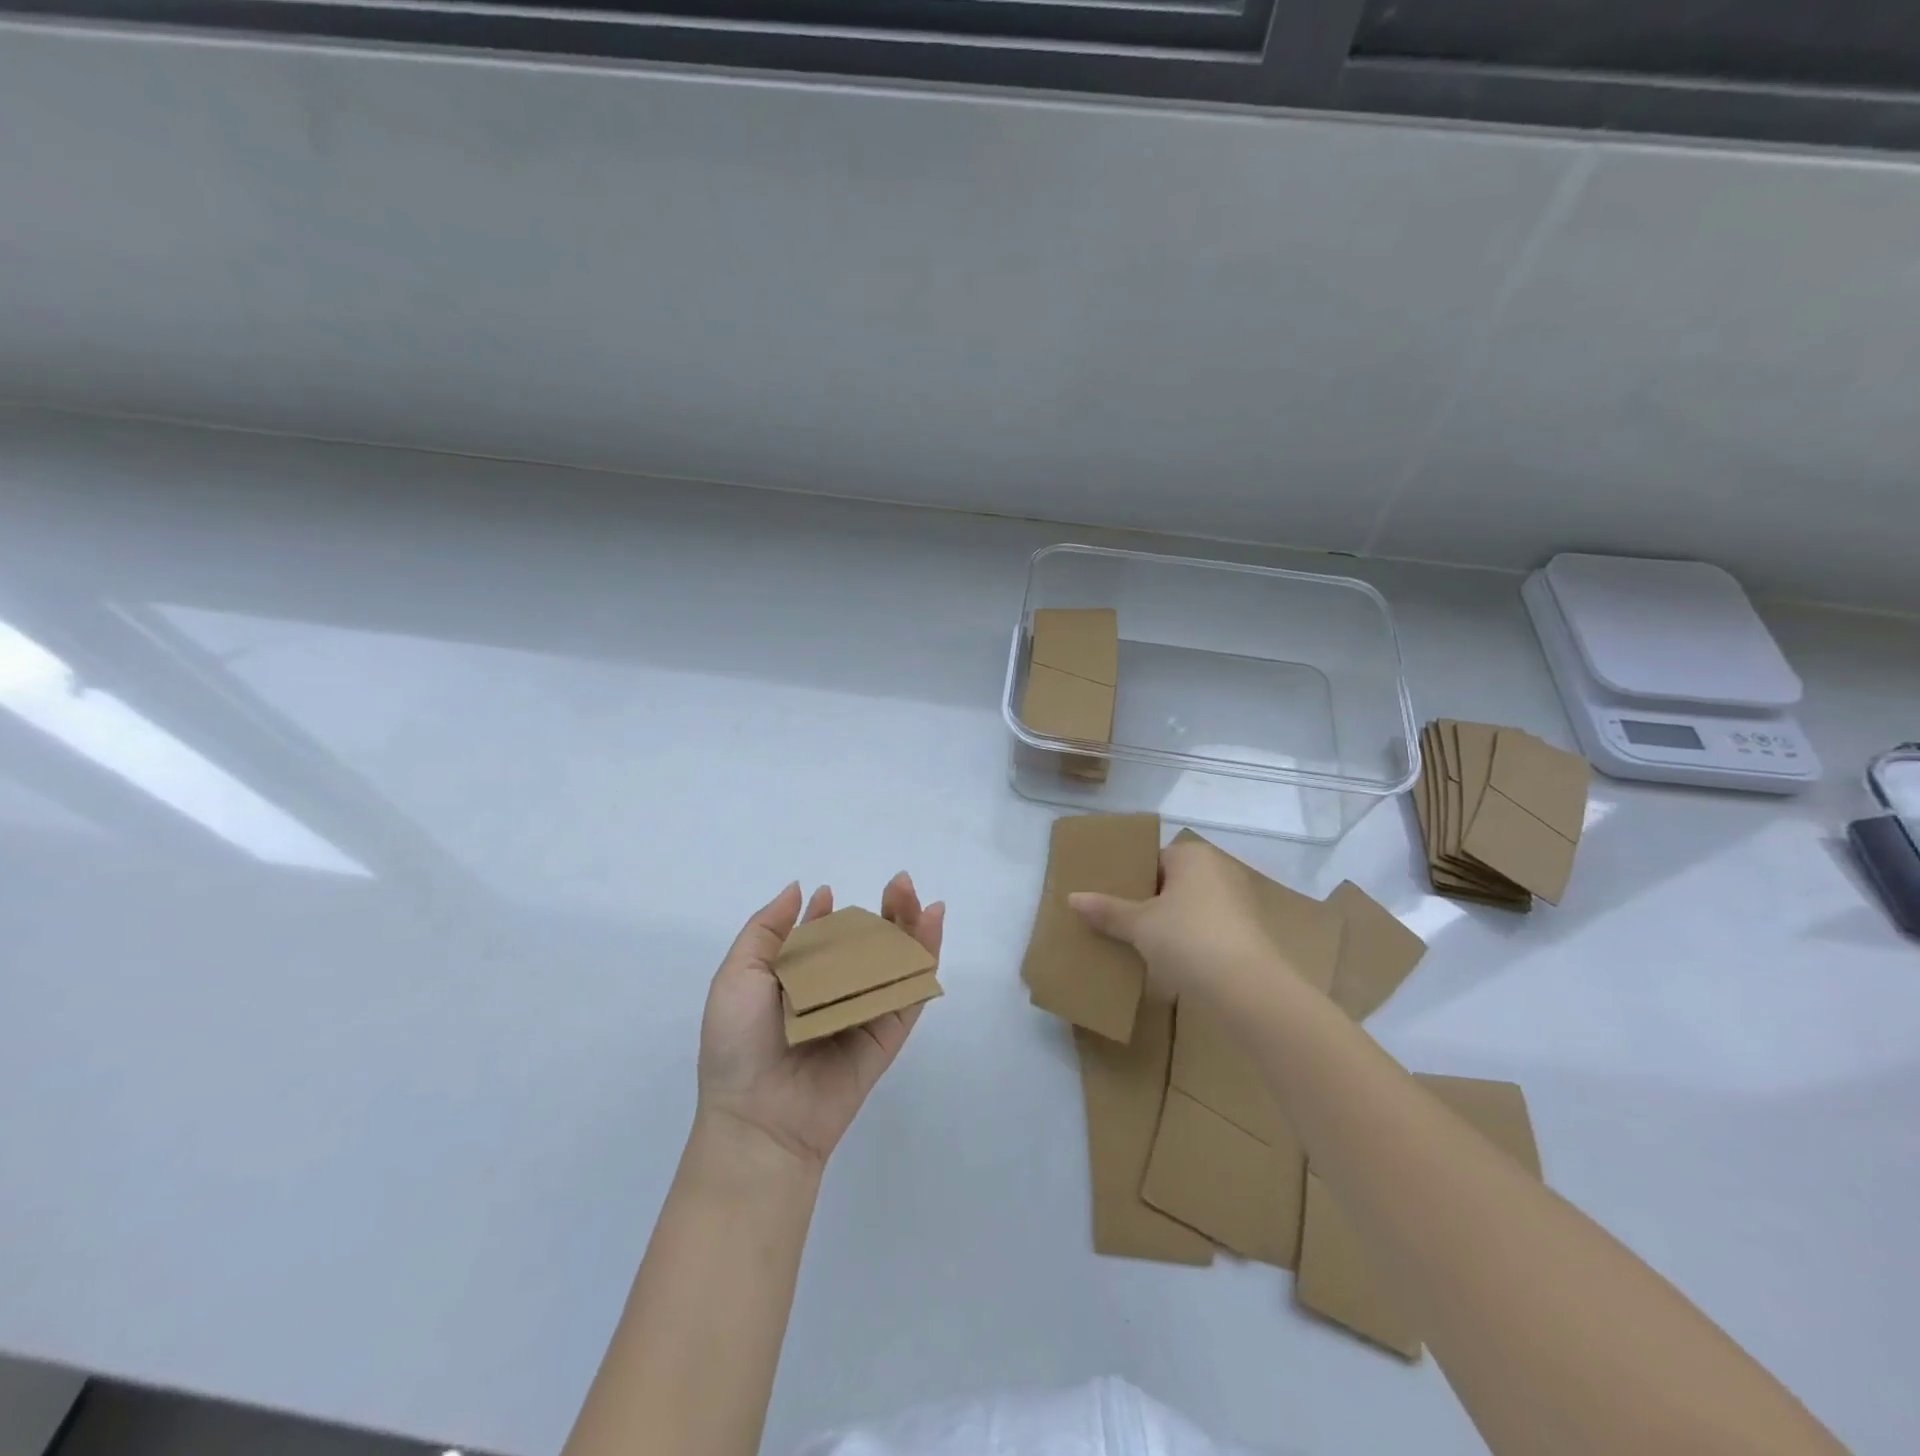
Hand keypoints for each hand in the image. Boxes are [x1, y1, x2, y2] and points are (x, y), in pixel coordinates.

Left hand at [696, 873, 944, 1169]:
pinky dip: (926, 954)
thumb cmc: (739, 1043)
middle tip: (897, 882)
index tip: (826, 894)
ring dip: (909, 922)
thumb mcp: (737, 975)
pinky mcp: (889, 1031)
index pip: (822, 939)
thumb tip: (798, 888)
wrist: (759, 1117)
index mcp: (798, 982)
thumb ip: (767, 929)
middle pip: (868, 943)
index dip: (827, 914)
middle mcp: (835, 993)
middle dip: (884, 909)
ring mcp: (865, 1011)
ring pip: (896, 959)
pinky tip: (931, 921)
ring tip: (912, 892)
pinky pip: (911, 990)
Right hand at [1068, 834, 1280, 1002]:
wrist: (1246, 987)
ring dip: (1169, 924)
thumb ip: (1107, 910)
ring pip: (1190, 908)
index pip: (1153, 859)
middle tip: (1119, 923)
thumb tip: (1072, 898)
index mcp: (1193, 856)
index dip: (1130, 879)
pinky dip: (1189, 941)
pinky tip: (1170, 962)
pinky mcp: (1248, 933)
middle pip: (1172, 883)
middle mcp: (1219, 870)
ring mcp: (1238, 902)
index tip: (1111, 900)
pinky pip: (1207, 929)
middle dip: (1148, 903)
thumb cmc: (1188, 938)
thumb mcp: (1139, 925)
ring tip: (1139, 945)